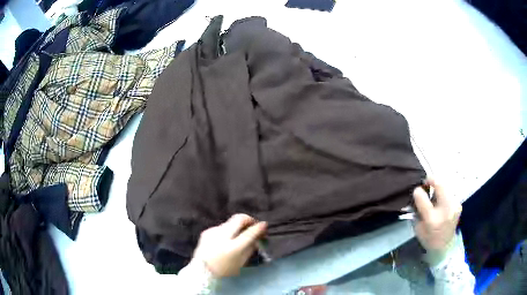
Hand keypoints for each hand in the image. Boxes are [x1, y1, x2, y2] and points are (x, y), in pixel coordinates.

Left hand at [193, 214, 266, 277]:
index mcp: (232, 248)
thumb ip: (250, 248)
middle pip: (238, 219)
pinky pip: (220, 228)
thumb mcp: (241, 262)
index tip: (264, 225)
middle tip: (253, 224)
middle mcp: (222, 237)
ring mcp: (212, 232)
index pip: (249, 233)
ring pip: (229, 223)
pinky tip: (226, 239)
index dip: (259, 227)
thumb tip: (257, 238)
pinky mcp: (206, 232)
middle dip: (248, 219)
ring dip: (237, 226)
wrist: (201, 271)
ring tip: (240, 234)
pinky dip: (227, 231)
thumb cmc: (224, 270)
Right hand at [413, 178, 461, 252]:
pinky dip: (444, 194)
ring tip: (434, 194)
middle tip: (426, 182)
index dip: (418, 191)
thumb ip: (418, 210)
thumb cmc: (428, 239)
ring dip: (438, 188)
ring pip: (446, 187)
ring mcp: (454, 206)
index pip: (423, 198)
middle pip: (440, 185)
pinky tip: (441, 201)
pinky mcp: (458, 205)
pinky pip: (449, 193)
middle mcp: (445, 211)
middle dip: (432, 180)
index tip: (417, 189)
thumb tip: (418, 194)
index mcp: (432, 219)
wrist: (444, 246)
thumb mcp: (418, 228)